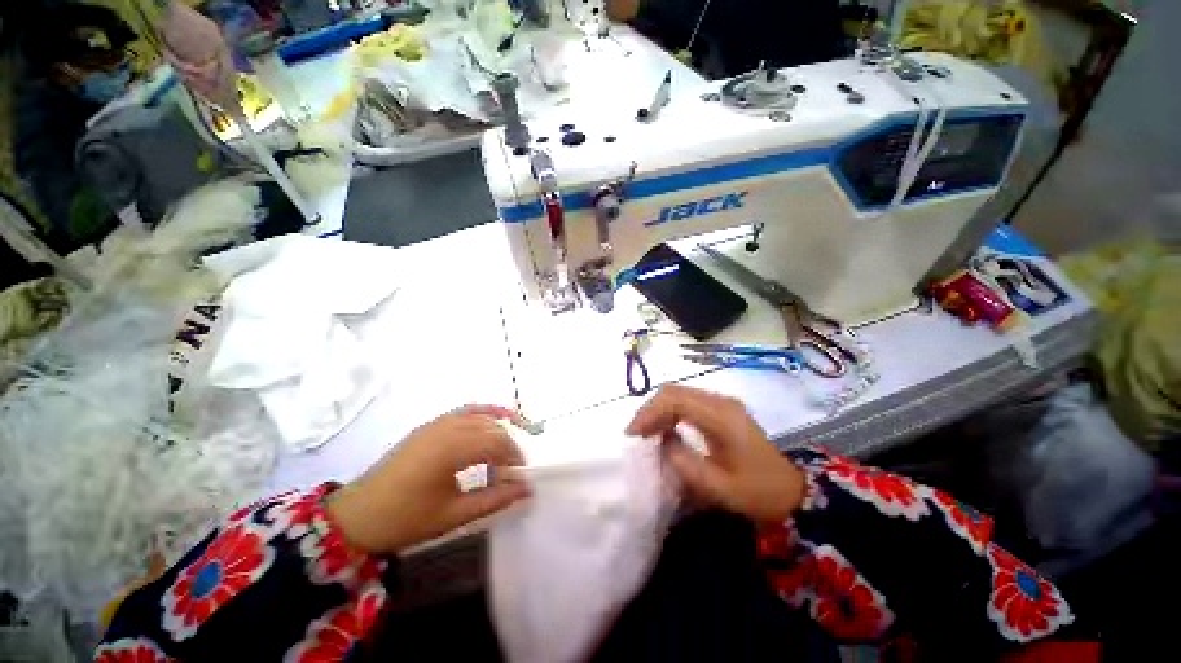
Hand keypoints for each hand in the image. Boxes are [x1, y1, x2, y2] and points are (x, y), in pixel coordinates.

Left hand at [327, 405, 530, 554]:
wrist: (356, 516)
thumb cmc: (404, 519)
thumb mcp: (452, 516)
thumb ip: (494, 499)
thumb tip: (526, 489)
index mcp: (450, 449)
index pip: (497, 442)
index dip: (514, 456)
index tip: (521, 475)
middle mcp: (447, 428)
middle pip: (491, 427)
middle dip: (509, 445)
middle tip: (514, 469)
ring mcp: (437, 423)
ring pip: (480, 416)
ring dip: (499, 428)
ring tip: (510, 446)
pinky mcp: (430, 425)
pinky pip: (464, 411)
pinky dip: (483, 412)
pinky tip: (494, 418)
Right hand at [626, 385, 804, 522]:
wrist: (792, 491)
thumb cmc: (757, 492)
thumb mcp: (717, 487)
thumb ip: (683, 462)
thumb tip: (662, 441)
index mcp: (721, 416)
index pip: (675, 399)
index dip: (649, 412)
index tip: (633, 434)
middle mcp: (720, 401)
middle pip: (674, 391)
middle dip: (650, 409)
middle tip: (637, 434)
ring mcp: (722, 403)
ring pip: (679, 394)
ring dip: (659, 410)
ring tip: (646, 433)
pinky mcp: (721, 410)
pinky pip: (687, 402)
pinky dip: (670, 412)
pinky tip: (664, 429)